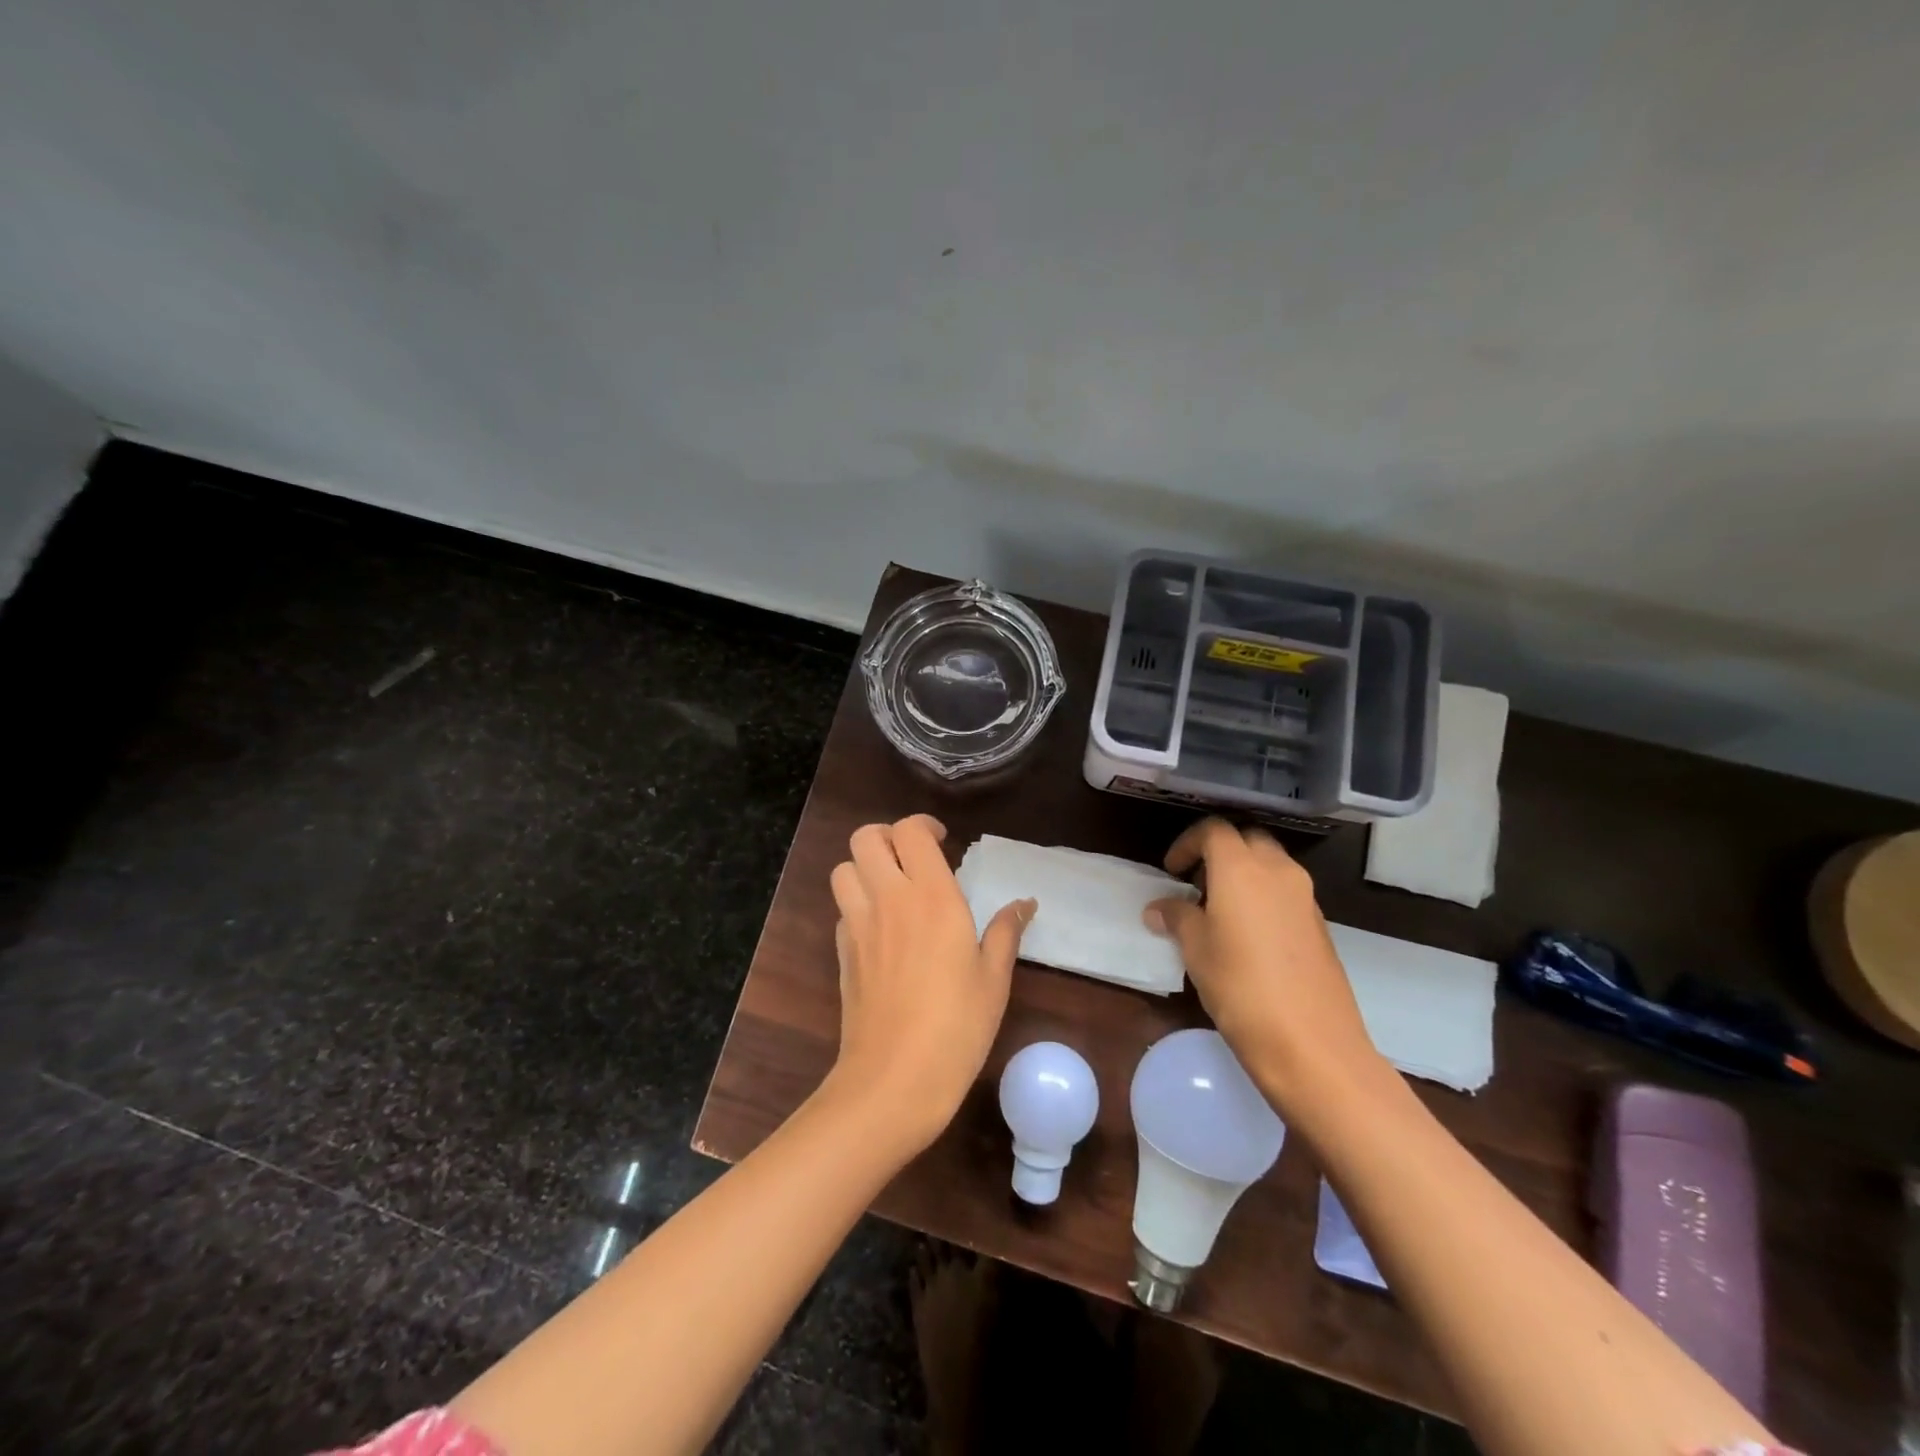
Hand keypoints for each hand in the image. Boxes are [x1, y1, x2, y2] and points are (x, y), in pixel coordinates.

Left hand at [827, 816, 1034, 1154]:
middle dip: (887, 836)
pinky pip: (842, 909)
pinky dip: (857, 904)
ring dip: (865, 867)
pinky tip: (880, 930)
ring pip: (844, 869)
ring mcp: (858, 925)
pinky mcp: (841, 952)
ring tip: (892, 887)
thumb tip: (1024, 903)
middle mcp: (888, 899)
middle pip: (865, 837)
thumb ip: (1005, 932)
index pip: (910, 831)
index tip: (943, 841)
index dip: (923, 826)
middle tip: (912, 858)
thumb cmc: (956, 1027)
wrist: (893, 1080)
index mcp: (931, 897)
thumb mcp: (993, 980)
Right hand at [1144, 818, 1381, 1112]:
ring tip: (1219, 910)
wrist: (1311, 1043)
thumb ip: (1177, 917)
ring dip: (1244, 873)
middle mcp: (1278, 871)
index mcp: (1241, 868)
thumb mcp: (1195, 949)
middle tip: (1197, 882)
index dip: (1187, 844)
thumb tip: (1160, 907)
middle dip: (1220, 852)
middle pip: (1247, 840)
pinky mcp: (1319, 925)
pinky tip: (1248, 934)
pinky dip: (1264, 896)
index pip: (1213, 831)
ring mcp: (1305, 897)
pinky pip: (1286, 892)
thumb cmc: (1240, 987)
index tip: (1172, 871)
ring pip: (1271, 864)